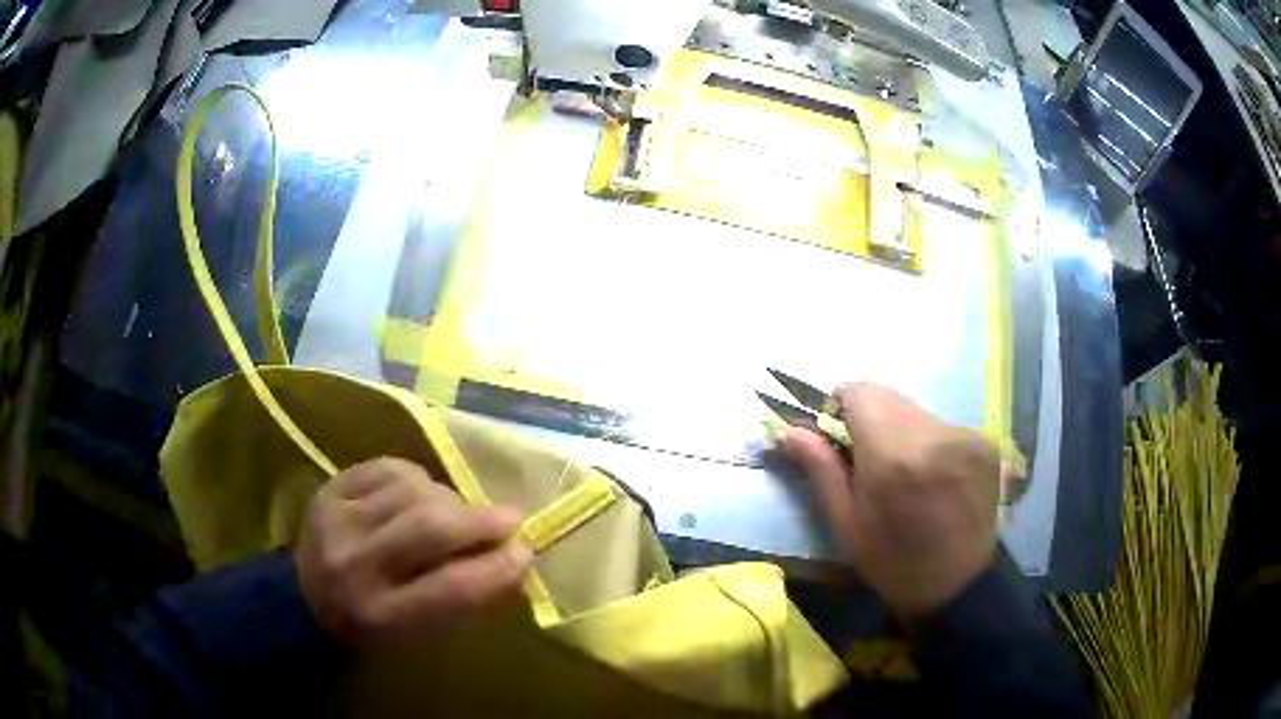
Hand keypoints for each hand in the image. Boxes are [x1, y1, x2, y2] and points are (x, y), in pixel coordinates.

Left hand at [294, 458, 532, 645]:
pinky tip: (421, 492)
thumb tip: (511, 558)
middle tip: (509, 519)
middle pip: (429, 528)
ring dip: (448, 499)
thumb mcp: (416, 631)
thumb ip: (460, 599)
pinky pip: (389, 467)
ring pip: (412, 491)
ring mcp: (338, 519)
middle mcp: (356, 564)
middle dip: (479, 520)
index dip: (496, 569)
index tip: (525, 553)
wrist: (304, 596)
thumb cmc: (371, 624)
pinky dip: (418, 479)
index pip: (449, 589)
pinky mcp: (331, 488)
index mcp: (381, 614)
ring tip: (457, 512)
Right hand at [783, 383, 999, 617]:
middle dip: (870, 419)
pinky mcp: (984, 443)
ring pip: (916, 410)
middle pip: (888, 397)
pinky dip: (928, 442)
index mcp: (893, 455)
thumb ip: (820, 468)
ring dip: (900, 430)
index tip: (839, 437)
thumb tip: (789, 429)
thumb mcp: (846, 522)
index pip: (860, 391)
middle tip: (869, 461)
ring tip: (904, 474)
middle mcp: (934, 433)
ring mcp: (965, 435)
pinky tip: (932, 478)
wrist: (957, 586)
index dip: (841, 407)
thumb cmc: (892, 561)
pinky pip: (942, 426)